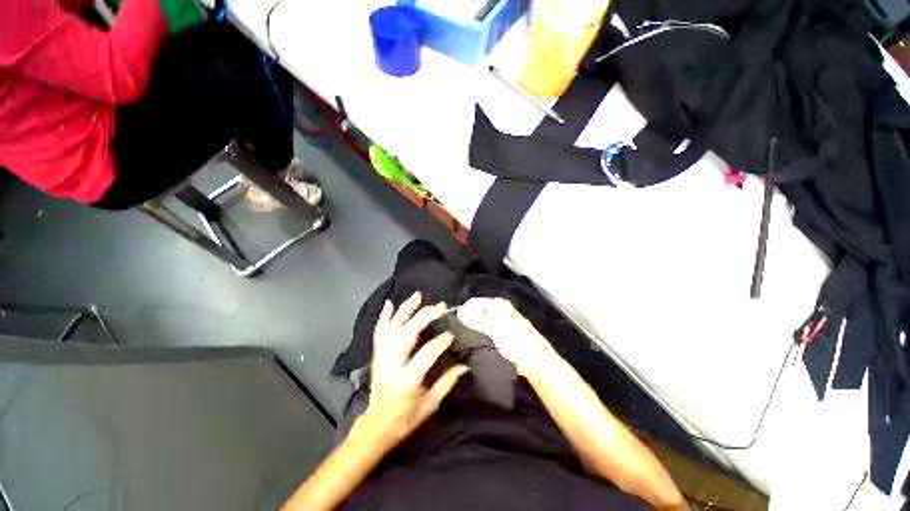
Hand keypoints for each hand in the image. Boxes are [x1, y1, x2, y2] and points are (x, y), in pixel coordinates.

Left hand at [359, 292, 467, 446]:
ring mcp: (381, 359)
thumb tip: (464, 366)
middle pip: (406, 336)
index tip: (451, 334)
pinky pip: (379, 333)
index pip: (425, 355)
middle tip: (439, 307)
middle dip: (424, 317)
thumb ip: (446, 383)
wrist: (376, 426)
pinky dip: (384, 317)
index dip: (439, 343)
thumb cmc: (405, 419)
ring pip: (392, 329)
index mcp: (407, 381)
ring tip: (417, 296)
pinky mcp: (377, 356)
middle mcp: (392, 366)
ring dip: (405, 310)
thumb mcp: (430, 405)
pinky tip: (390, 303)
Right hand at [456, 298, 557, 376]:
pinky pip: (488, 330)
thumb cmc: (518, 342)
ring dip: (474, 326)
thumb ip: (479, 320)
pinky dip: (481, 333)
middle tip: (456, 326)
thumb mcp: (496, 329)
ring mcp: (503, 323)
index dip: (467, 308)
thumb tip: (461, 311)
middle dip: (469, 317)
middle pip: (481, 311)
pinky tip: (474, 340)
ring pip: (484, 321)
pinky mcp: (504, 334)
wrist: (537, 362)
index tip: (454, 317)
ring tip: (461, 333)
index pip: (479, 302)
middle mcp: (502, 311)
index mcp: (501, 305)